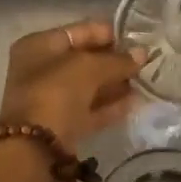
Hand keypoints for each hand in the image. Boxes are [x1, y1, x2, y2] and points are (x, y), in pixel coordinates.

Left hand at [0, 21, 145, 148]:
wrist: (34, 149)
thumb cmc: (55, 93)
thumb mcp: (88, 68)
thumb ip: (117, 60)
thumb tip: (142, 53)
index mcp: (39, 46)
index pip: (79, 31)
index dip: (108, 33)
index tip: (137, 38)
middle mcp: (41, 69)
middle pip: (84, 59)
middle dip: (114, 60)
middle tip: (146, 61)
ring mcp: (50, 99)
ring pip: (89, 86)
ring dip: (115, 83)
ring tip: (146, 81)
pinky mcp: (62, 125)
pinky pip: (90, 109)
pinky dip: (110, 106)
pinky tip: (136, 102)